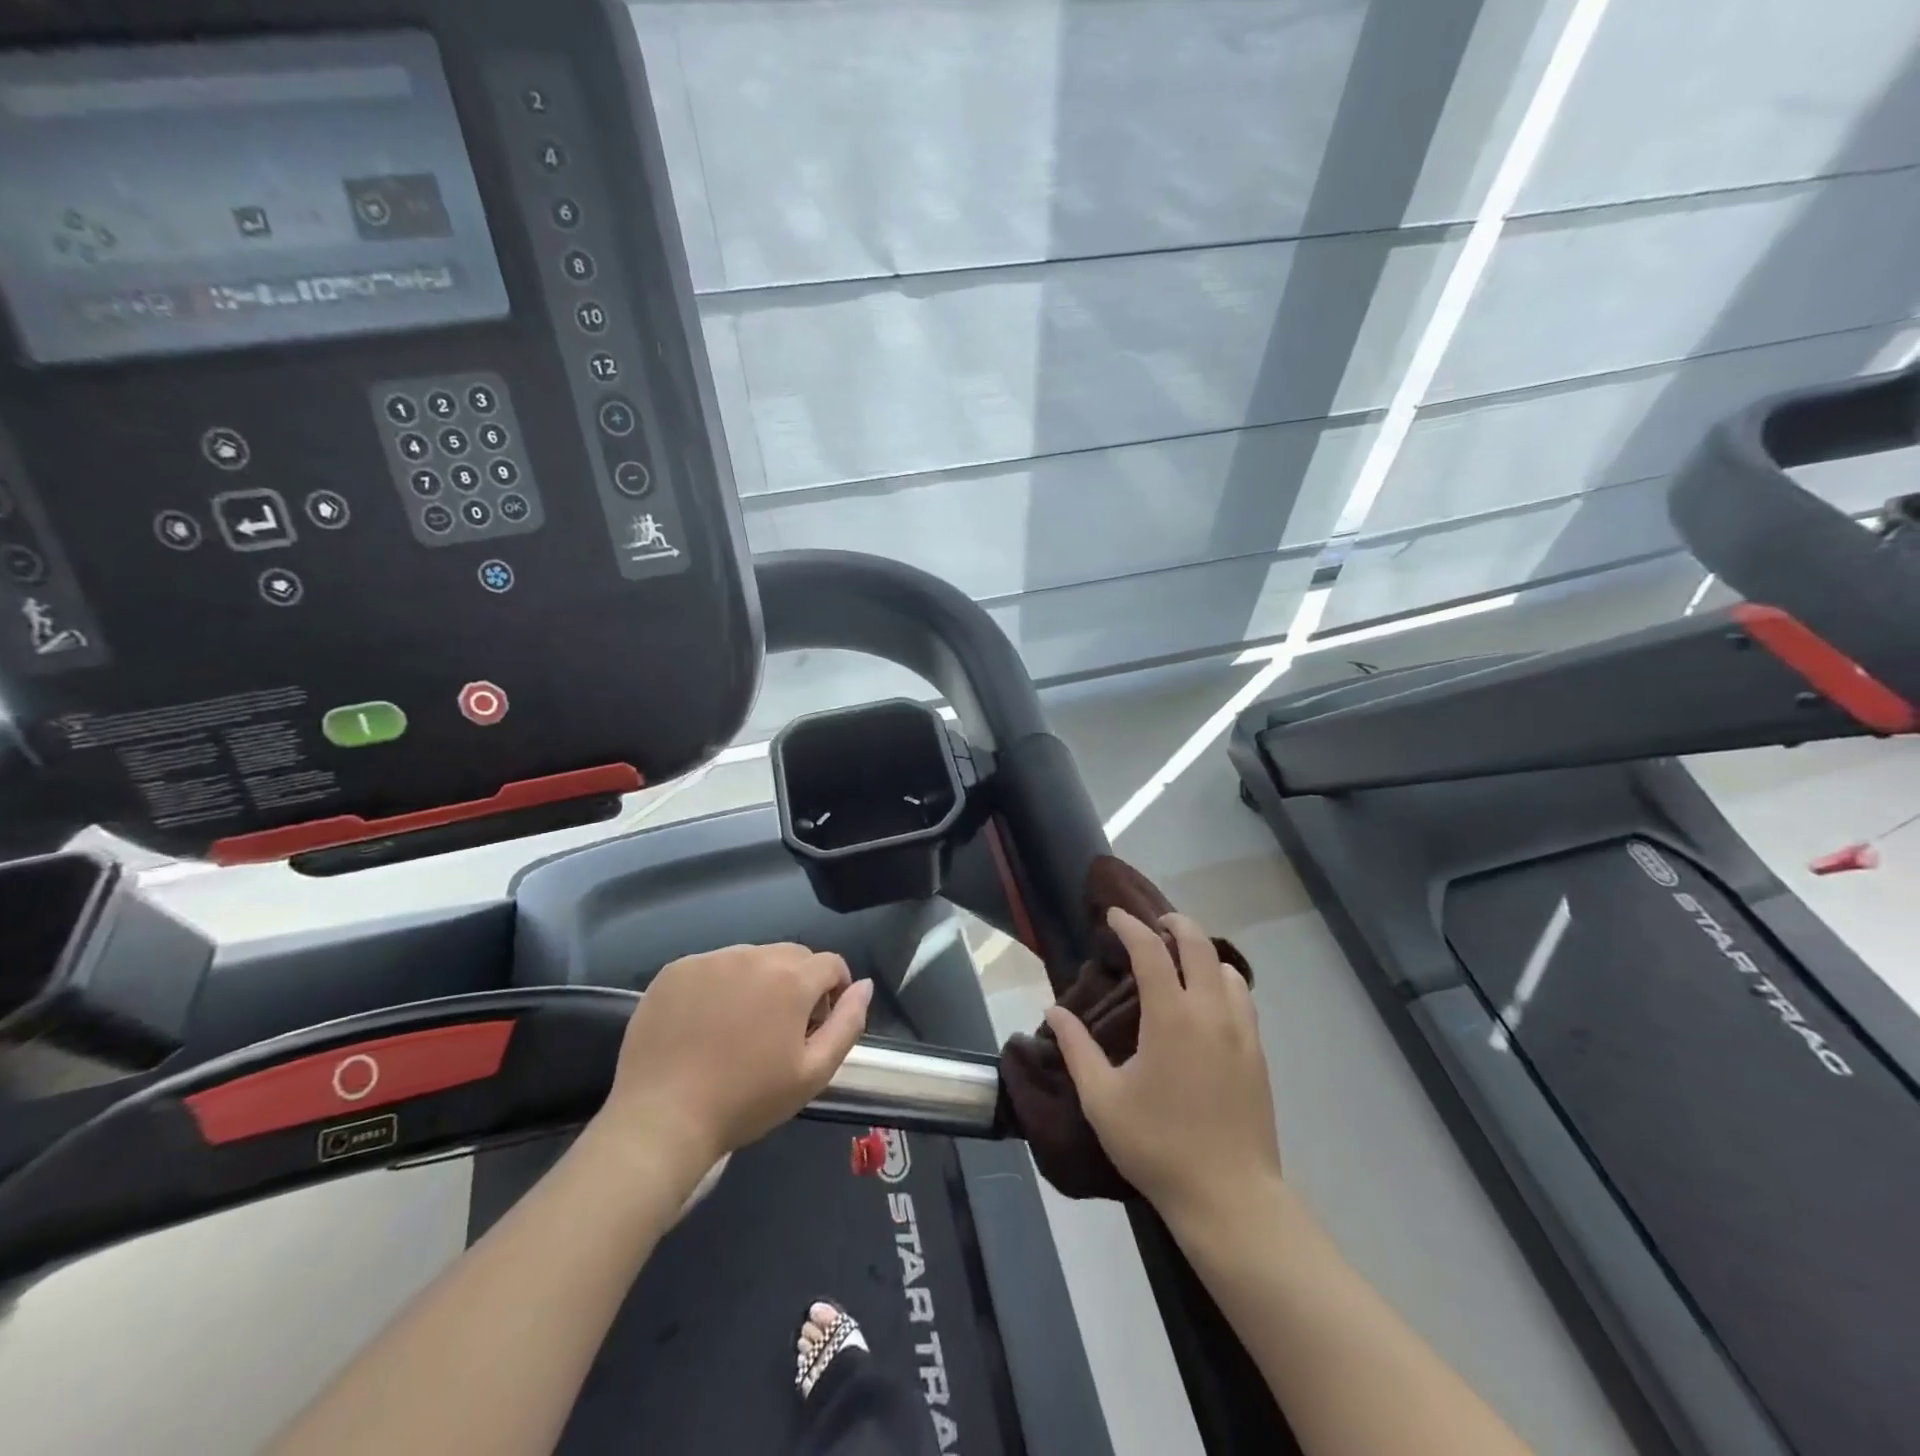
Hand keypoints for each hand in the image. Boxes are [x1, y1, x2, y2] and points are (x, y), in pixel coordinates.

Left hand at [596, 943, 872, 1174]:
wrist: (661, 1120)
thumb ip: (848, 1023)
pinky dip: (718, 985)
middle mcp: (753, 955)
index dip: (834, 992)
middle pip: (792, 956)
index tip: (818, 1025)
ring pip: (751, 958)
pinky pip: (712, 966)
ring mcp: (710, 959)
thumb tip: (864, 985)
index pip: (831, 964)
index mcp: (791, 978)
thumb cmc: (746, 1101)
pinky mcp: (675, 970)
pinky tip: (705, 1023)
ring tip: (740, 1027)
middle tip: (780, 1029)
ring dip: (758, 981)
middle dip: (798, 983)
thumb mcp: (813, 1073)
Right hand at [1046, 909, 1280, 1225]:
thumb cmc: (1158, 1146)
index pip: (1151, 950)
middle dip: (1174, 924)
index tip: (1113, 916)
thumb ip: (1076, 1048)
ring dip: (1202, 953)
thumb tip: (1054, 1011)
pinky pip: (1242, 999)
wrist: (1230, 1198)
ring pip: (1227, 969)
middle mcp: (1211, 1013)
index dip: (1130, 926)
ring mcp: (1241, 1033)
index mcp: (1171, 1017)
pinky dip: (1222, 981)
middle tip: (1152, 924)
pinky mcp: (1258, 1055)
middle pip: (1199, 945)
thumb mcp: (1102, 1100)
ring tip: (1180, 961)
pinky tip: (1207, 1002)